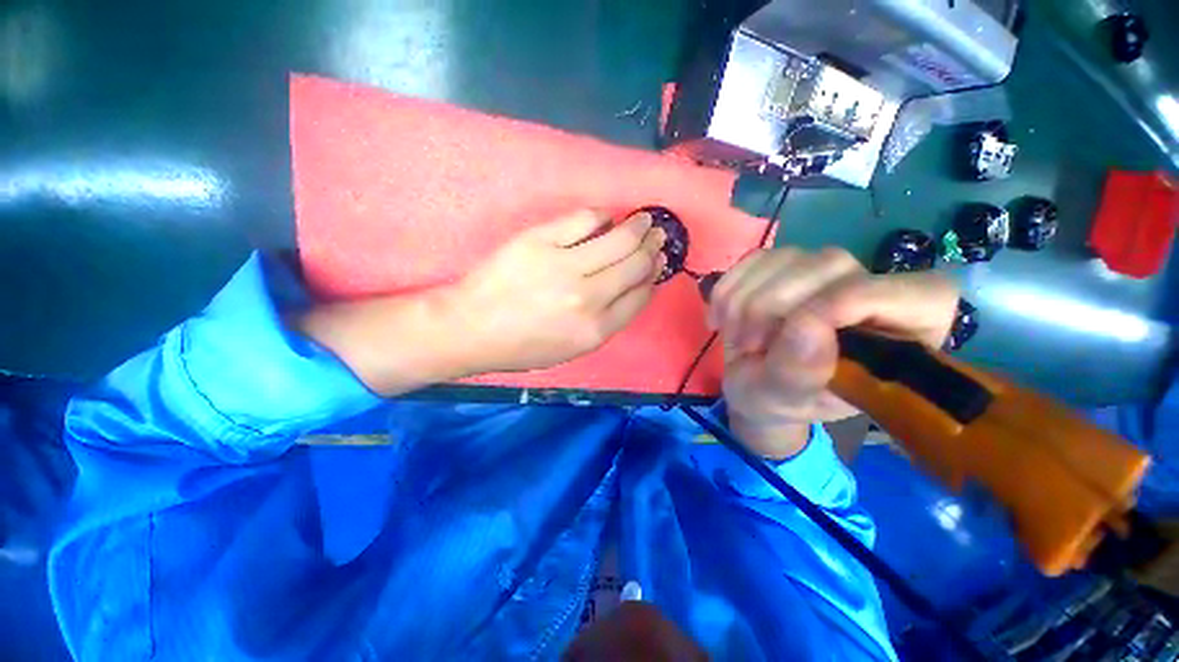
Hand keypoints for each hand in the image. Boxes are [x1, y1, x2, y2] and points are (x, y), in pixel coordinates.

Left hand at [447, 209, 665, 373]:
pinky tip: (606, 217)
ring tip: (643, 220)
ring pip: (619, 238)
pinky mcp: (541, 241)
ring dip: (638, 226)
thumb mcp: (572, 350)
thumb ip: (606, 322)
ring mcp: (564, 266)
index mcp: (596, 330)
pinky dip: (602, 215)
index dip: (653, 277)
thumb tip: (632, 288)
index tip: (657, 264)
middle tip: (657, 236)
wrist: (472, 328)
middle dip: (653, 248)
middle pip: (636, 264)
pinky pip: (584, 219)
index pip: (640, 295)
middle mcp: (588, 298)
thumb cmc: (522, 346)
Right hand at [709, 247, 958, 458]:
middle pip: (831, 266)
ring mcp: (826, 273)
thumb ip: (799, 375)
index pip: (917, 294)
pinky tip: (721, 317)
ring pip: (786, 257)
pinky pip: (754, 258)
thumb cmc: (776, 401)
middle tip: (746, 345)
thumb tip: (808, 326)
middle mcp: (872, 292)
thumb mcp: (783, 401)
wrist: (750, 384)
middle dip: (771, 307)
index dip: (852, 300)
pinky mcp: (786, 265)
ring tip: (734, 337)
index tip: (793, 329)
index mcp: (900, 338)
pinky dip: (727, 288)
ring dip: (742, 300)